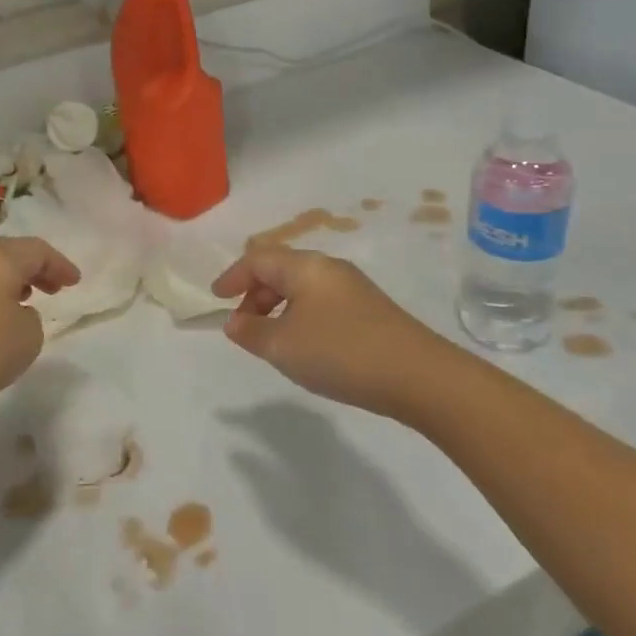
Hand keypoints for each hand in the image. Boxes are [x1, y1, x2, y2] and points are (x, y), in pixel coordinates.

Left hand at [0, 238, 80, 417]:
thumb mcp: (29, 335)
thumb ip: (33, 317)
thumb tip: (17, 312)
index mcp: (1, 258)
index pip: (38, 250)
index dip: (61, 264)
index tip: (76, 282)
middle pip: (14, 253)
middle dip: (38, 268)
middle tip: (56, 286)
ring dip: (16, 279)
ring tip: (32, 298)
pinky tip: (2, 314)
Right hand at [212, 246, 437, 415]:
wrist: (419, 376)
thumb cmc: (341, 352)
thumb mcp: (283, 346)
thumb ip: (251, 332)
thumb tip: (234, 322)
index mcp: (305, 266)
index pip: (258, 259)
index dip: (232, 276)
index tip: (216, 298)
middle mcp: (329, 268)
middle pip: (281, 269)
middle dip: (255, 293)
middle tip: (242, 324)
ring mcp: (354, 288)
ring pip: (302, 287)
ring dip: (278, 306)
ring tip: (271, 338)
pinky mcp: (370, 310)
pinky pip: (321, 302)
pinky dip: (300, 315)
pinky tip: (305, 345)